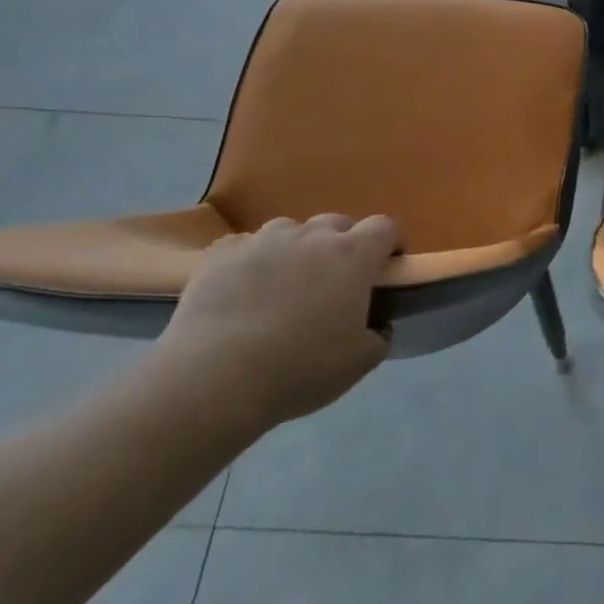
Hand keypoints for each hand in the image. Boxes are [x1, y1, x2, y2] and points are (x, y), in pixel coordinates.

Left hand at [158, 214, 398, 429]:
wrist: (213, 380)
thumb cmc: (299, 369)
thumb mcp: (359, 362)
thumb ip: (378, 335)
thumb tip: (377, 325)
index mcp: (352, 255)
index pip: (385, 227)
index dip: (390, 243)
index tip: (387, 266)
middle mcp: (311, 236)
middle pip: (337, 224)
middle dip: (343, 245)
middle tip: (335, 282)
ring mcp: (263, 240)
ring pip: (290, 231)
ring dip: (296, 249)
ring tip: (285, 284)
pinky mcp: (220, 254)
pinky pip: (246, 247)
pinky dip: (253, 261)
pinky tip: (243, 290)